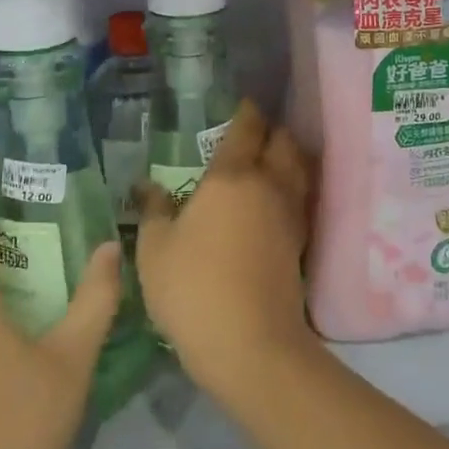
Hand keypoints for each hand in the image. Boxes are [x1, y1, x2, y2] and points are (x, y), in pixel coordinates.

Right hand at [136, 101, 315, 398]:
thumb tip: (146, 186)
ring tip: (268, 161)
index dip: (246, 112)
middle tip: (252, 134)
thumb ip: (153, 210)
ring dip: (288, 157)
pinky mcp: (301, 242)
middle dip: (272, 131)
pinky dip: (292, 187)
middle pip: (284, 141)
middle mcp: (269, 184)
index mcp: (233, 176)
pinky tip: (274, 201)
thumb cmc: (193, 288)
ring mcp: (290, 213)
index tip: (241, 105)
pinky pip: (301, 198)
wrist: (250, 343)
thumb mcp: (155, 249)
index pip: (247, 127)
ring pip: (299, 168)